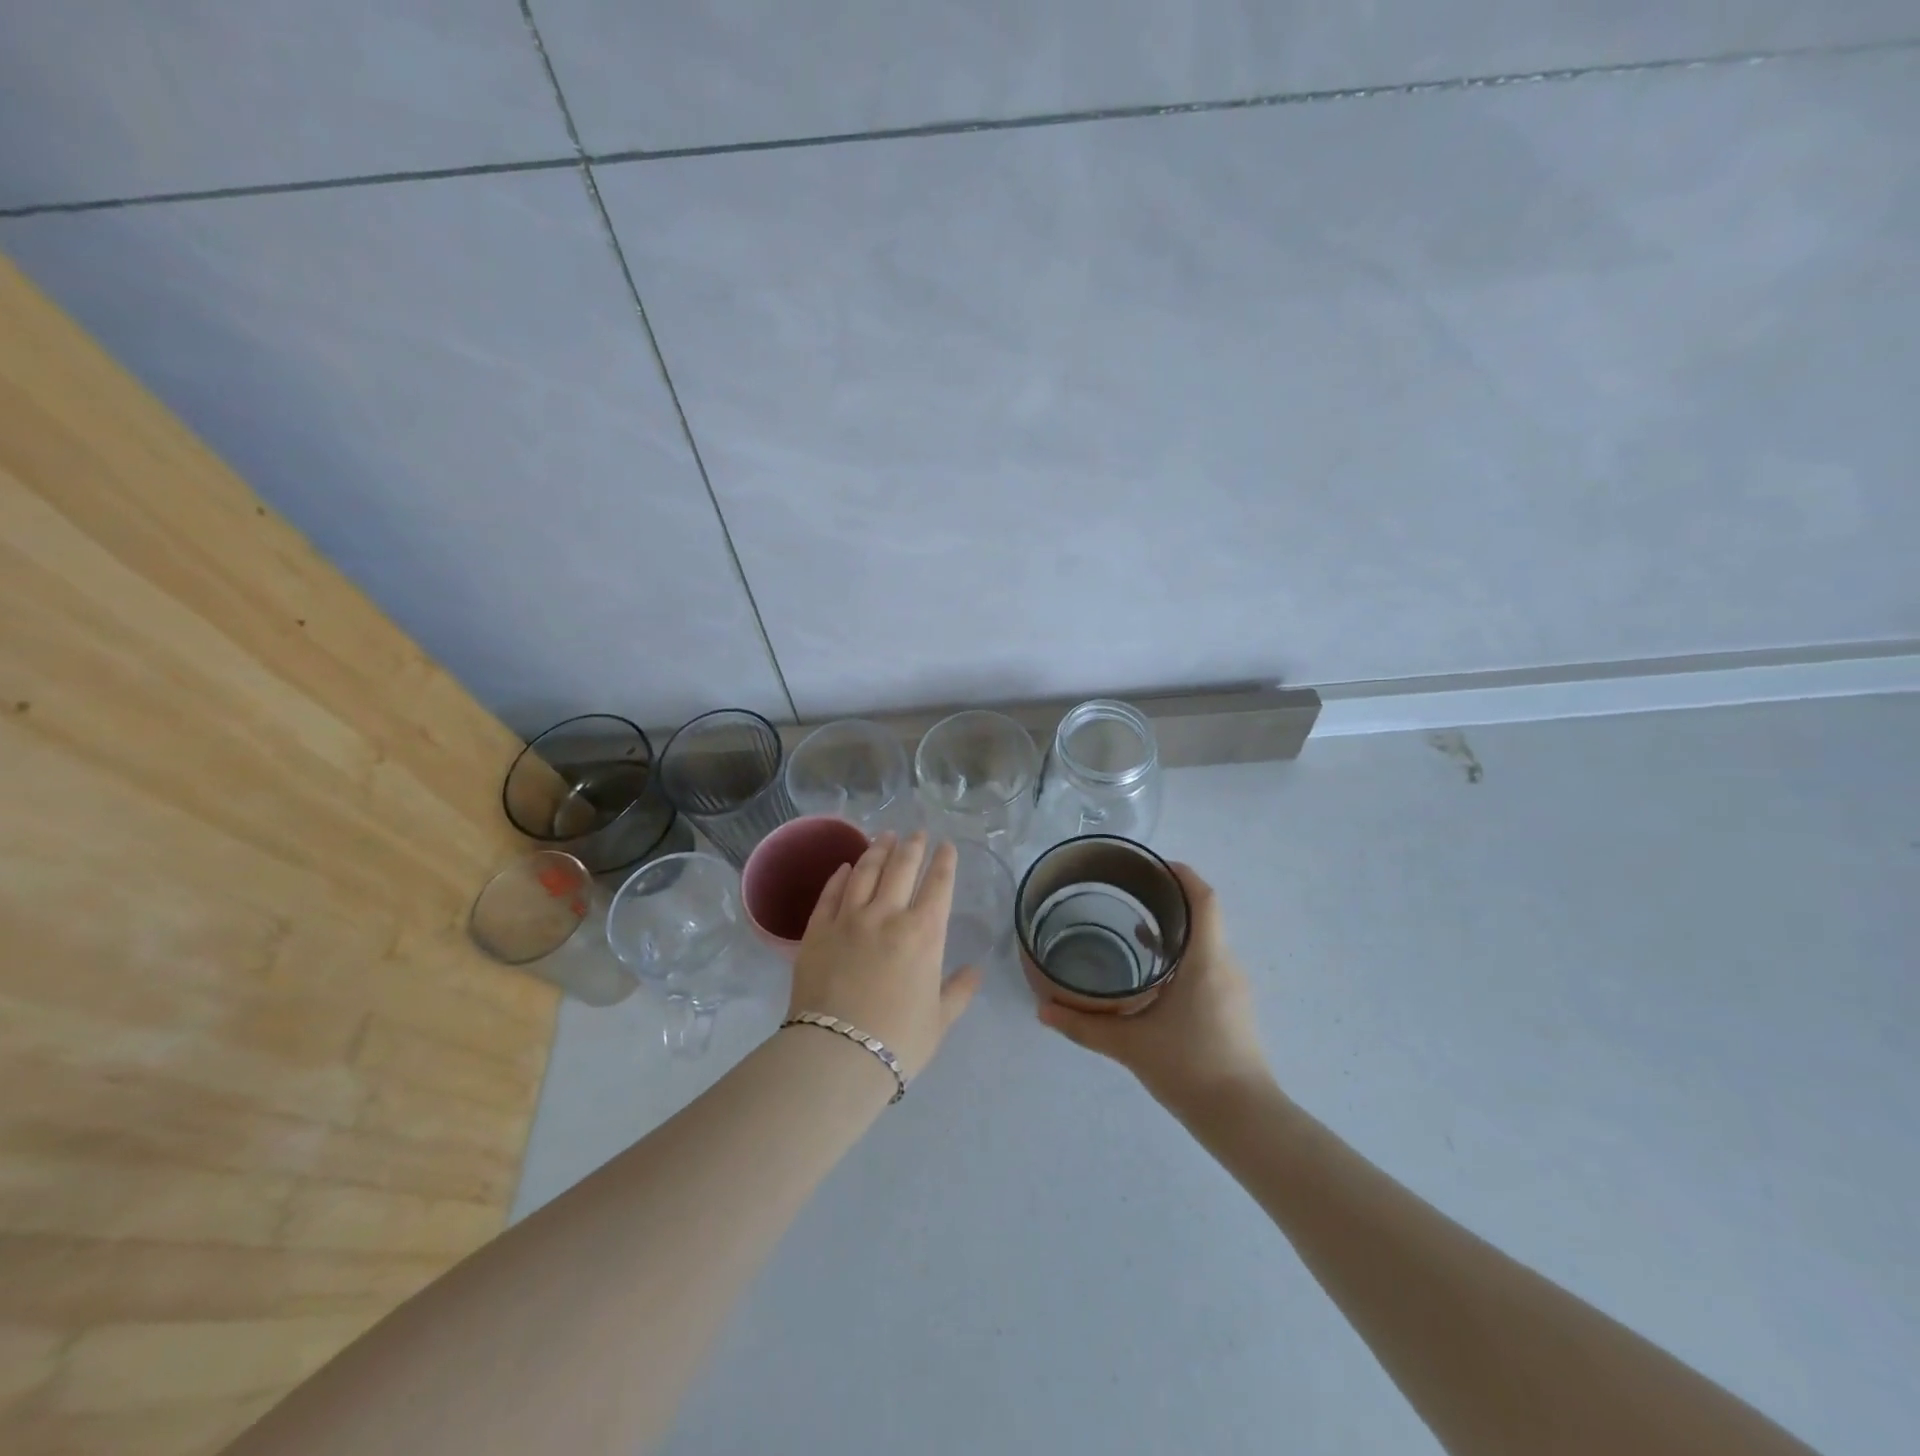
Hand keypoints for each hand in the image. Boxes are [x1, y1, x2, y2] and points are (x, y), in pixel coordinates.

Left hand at [787, 832, 981, 1079]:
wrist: (838, 1054)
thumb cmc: (898, 1040)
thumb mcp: (939, 1020)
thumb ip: (959, 991)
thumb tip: (976, 971)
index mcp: (924, 933)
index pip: (938, 885)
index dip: (944, 861)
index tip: (946, 845)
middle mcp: (887, 915)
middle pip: (902, 868)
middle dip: (913, 846)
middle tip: (917, 832)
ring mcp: (849, 919)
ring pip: (865, 871)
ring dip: (878, 850)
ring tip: (884, 836)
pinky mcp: (817, 930)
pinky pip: (831, 893)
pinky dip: (840, 876)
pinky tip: (846, 866)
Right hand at [1037, 863, 1272, 1112]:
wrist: (1244, 1119)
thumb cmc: (1190, 1068)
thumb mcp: (1130, 1044)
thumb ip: (1084, 1026)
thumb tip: (1042, 1010)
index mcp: (1206, 960)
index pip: (1204, 899)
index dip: (1183, 875)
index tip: (1153, 865)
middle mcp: (1225, 966)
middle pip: (1204, 916)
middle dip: (1171, 900)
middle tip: (1131, 893)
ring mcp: (1233, 988)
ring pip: (1207, 943)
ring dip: (1177, 931)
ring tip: (1135, 929)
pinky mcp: (1234, 1009)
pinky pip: (1209, 965)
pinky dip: (1184, 956)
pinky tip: (1155, 976)